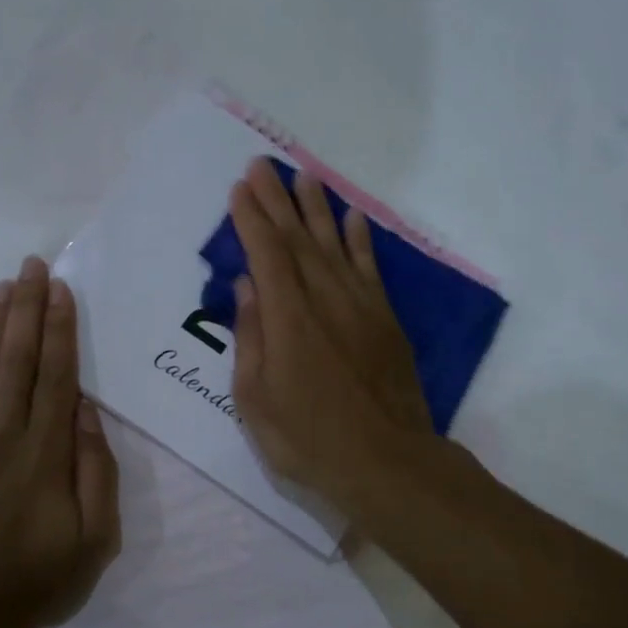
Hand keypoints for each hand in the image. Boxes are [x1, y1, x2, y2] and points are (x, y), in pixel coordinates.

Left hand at [0, 257, 120, 627]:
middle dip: (27, 309)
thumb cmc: (36, 580)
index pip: (57, 376)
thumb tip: (87, 411)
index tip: (60, 290)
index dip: (60, 329)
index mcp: (46, 454)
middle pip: (19, 360)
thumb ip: (97, 471)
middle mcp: (3, 436)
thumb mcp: (95, 539)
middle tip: (31, 265)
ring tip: (5, 285)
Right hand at [228, 158, 434, 511]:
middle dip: (277, 201)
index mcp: (287, 318)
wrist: (387, 462)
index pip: (266, 254)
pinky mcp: (385, 319)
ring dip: (318, 209)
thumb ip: (251, 337)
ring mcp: (360, 306)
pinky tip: (352, 218)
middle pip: (297, 239)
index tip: (239, 188)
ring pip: (334, 245)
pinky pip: (370, 268)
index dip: (251, 218)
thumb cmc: (308, 438)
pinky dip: (360, 240)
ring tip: (304, 176)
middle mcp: (324, 299)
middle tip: (262, 166)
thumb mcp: (255, 400)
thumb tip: (247, 287)